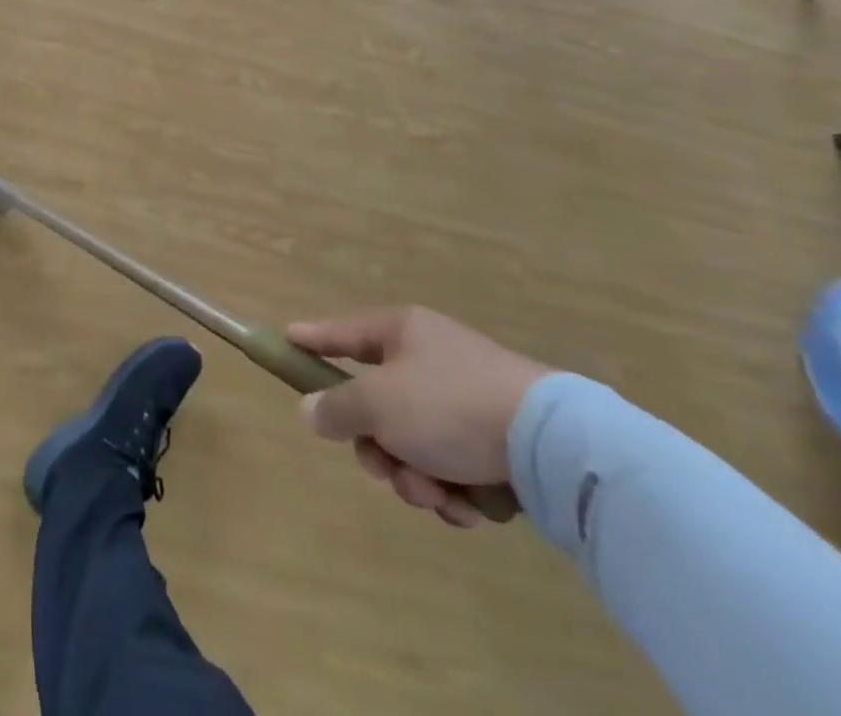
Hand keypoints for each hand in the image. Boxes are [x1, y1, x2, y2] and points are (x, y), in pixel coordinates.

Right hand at [289, 307, 551, 528]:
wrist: (553, 445)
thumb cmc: (449, 405)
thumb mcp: (378, 404)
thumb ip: (336, 407)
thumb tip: (310, 410)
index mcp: (401, 333)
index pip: (342, 333)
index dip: (312, 338)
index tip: (287, 338)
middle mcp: (432, 359)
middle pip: (379, 406)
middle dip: (380, 450)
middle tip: (388, 471)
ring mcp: (467, 399)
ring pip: (415, 444)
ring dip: (417, 477)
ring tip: (439, 494)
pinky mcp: (499, 440)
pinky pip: (454, 465)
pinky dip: (455, 490)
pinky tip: (469, 506)